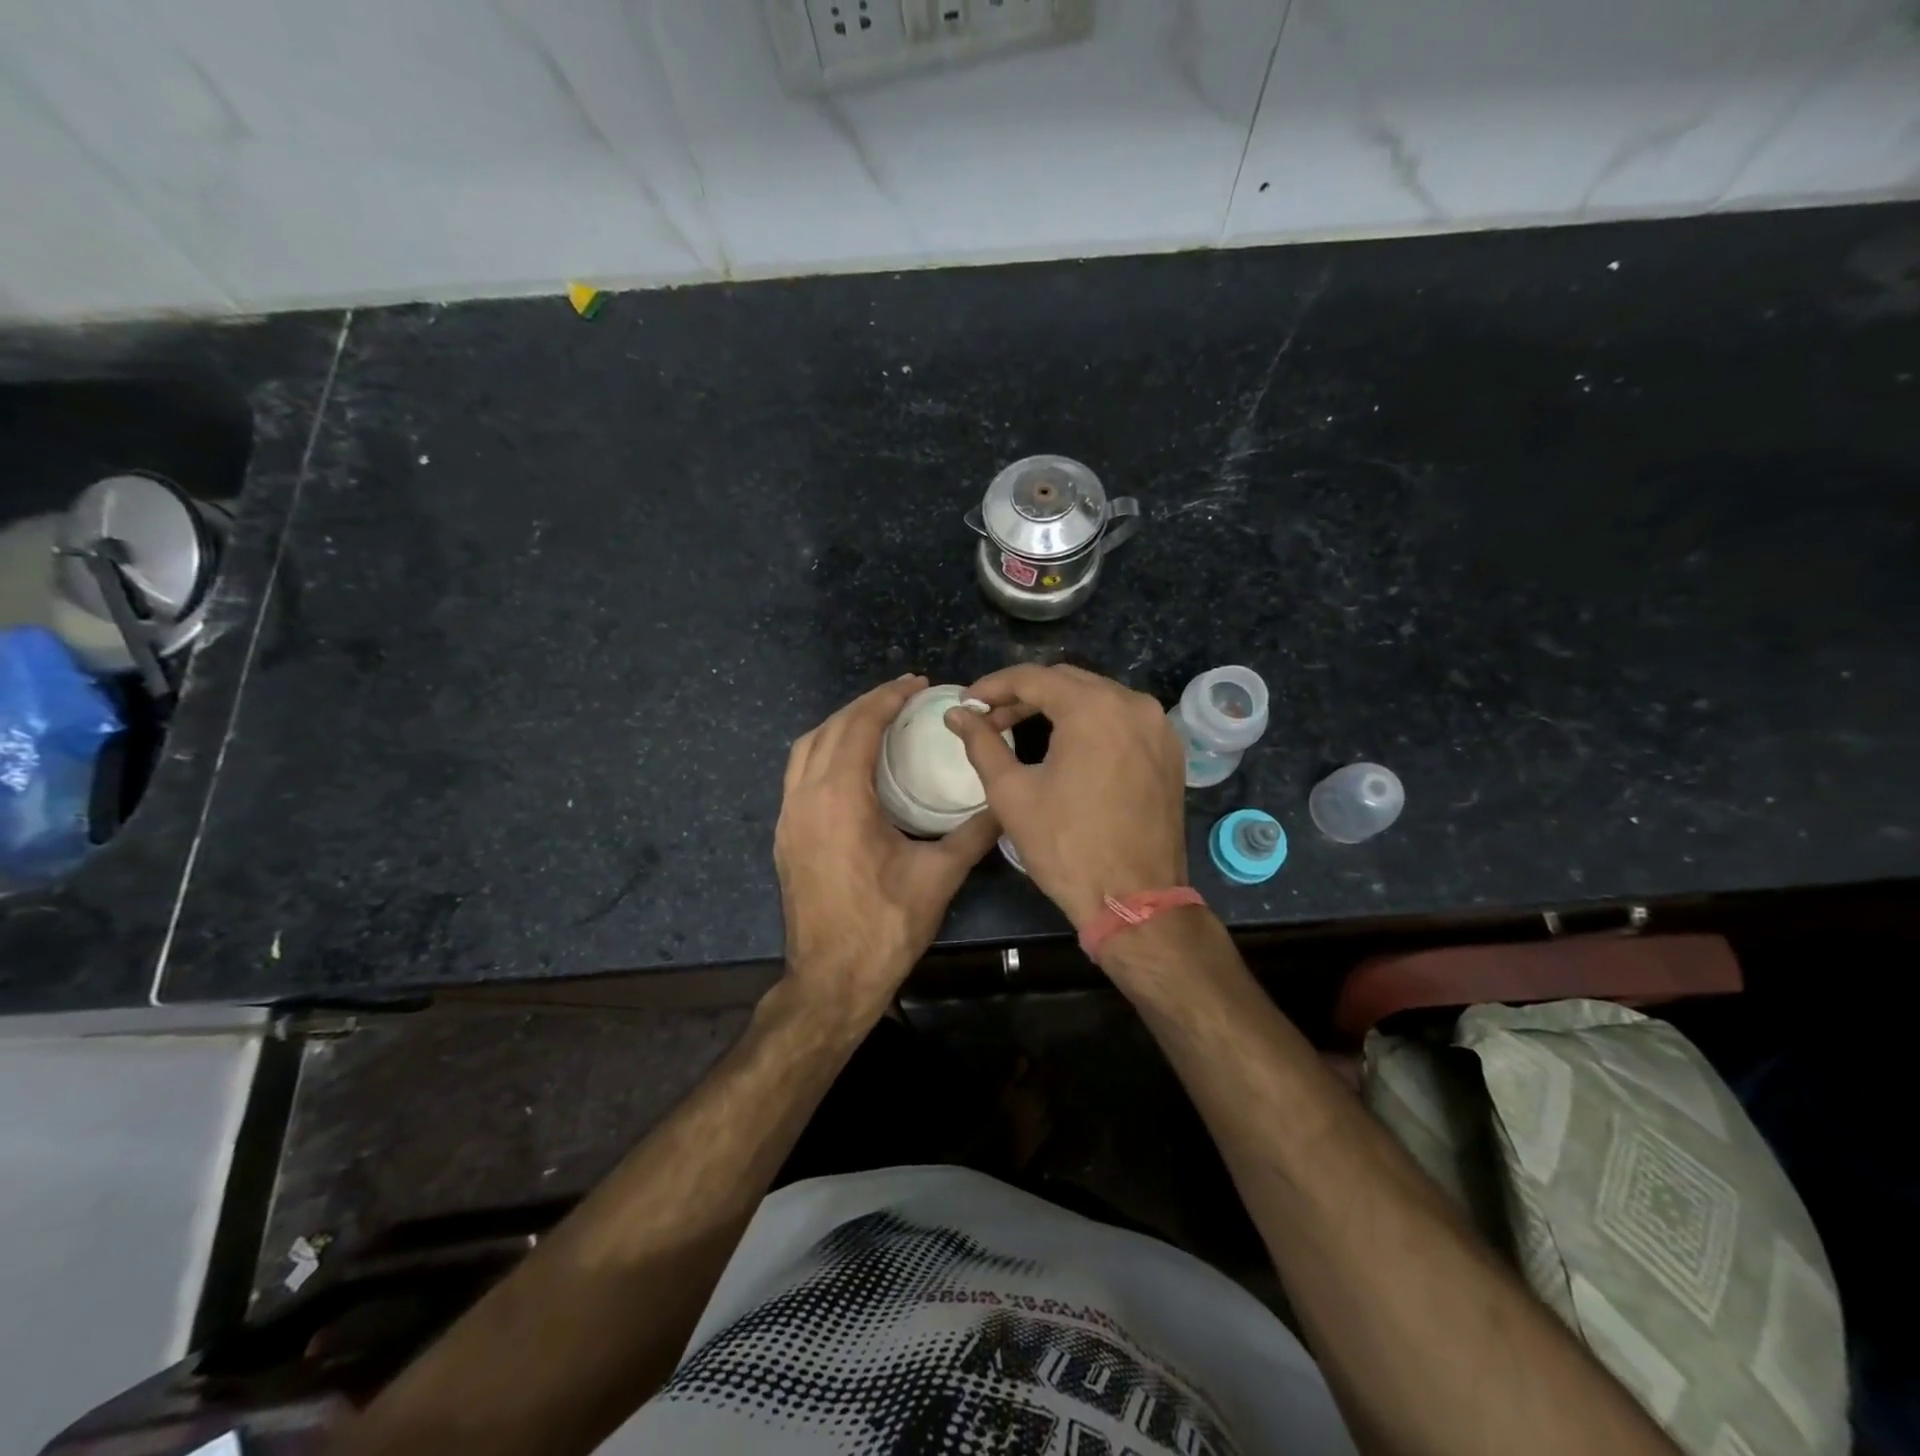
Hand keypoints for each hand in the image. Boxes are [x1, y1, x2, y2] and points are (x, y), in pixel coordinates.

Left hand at [775, 675, 999, 1019]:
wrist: (830, 982)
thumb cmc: (884, 928)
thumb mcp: (939, 877)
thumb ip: (974, 832)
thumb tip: (1005, 802)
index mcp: (839, 800)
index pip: (858, 726)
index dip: (887, 698)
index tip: (917, 684)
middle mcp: (804, 799)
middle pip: (828, 729)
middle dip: (865, 704)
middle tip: (903, 696)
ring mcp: (788, 818)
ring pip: (805, 749)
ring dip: (840, 725)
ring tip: (877, 720)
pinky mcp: (785, 837)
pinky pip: (799, 775)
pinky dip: (824, 753)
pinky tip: (852, 764)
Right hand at [944, 664, 1186, 928]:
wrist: (1135, 900)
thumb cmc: (1066, 846)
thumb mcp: (1012, 793)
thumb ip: (981, 743)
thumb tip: (956, 714)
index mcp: (1094, 708)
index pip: (1033, 677)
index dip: (993, 686)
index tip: (967, 701)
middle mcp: (1133, 704)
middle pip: (1068, 681)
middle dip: (1024, 695)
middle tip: (990, 718)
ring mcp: (1158, 727)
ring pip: (1097, 698)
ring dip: (1057, 707)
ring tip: (1020, 729)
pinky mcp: (1169, 751)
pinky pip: (1122, 720)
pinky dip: (1090, 723)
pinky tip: (1066, 745)